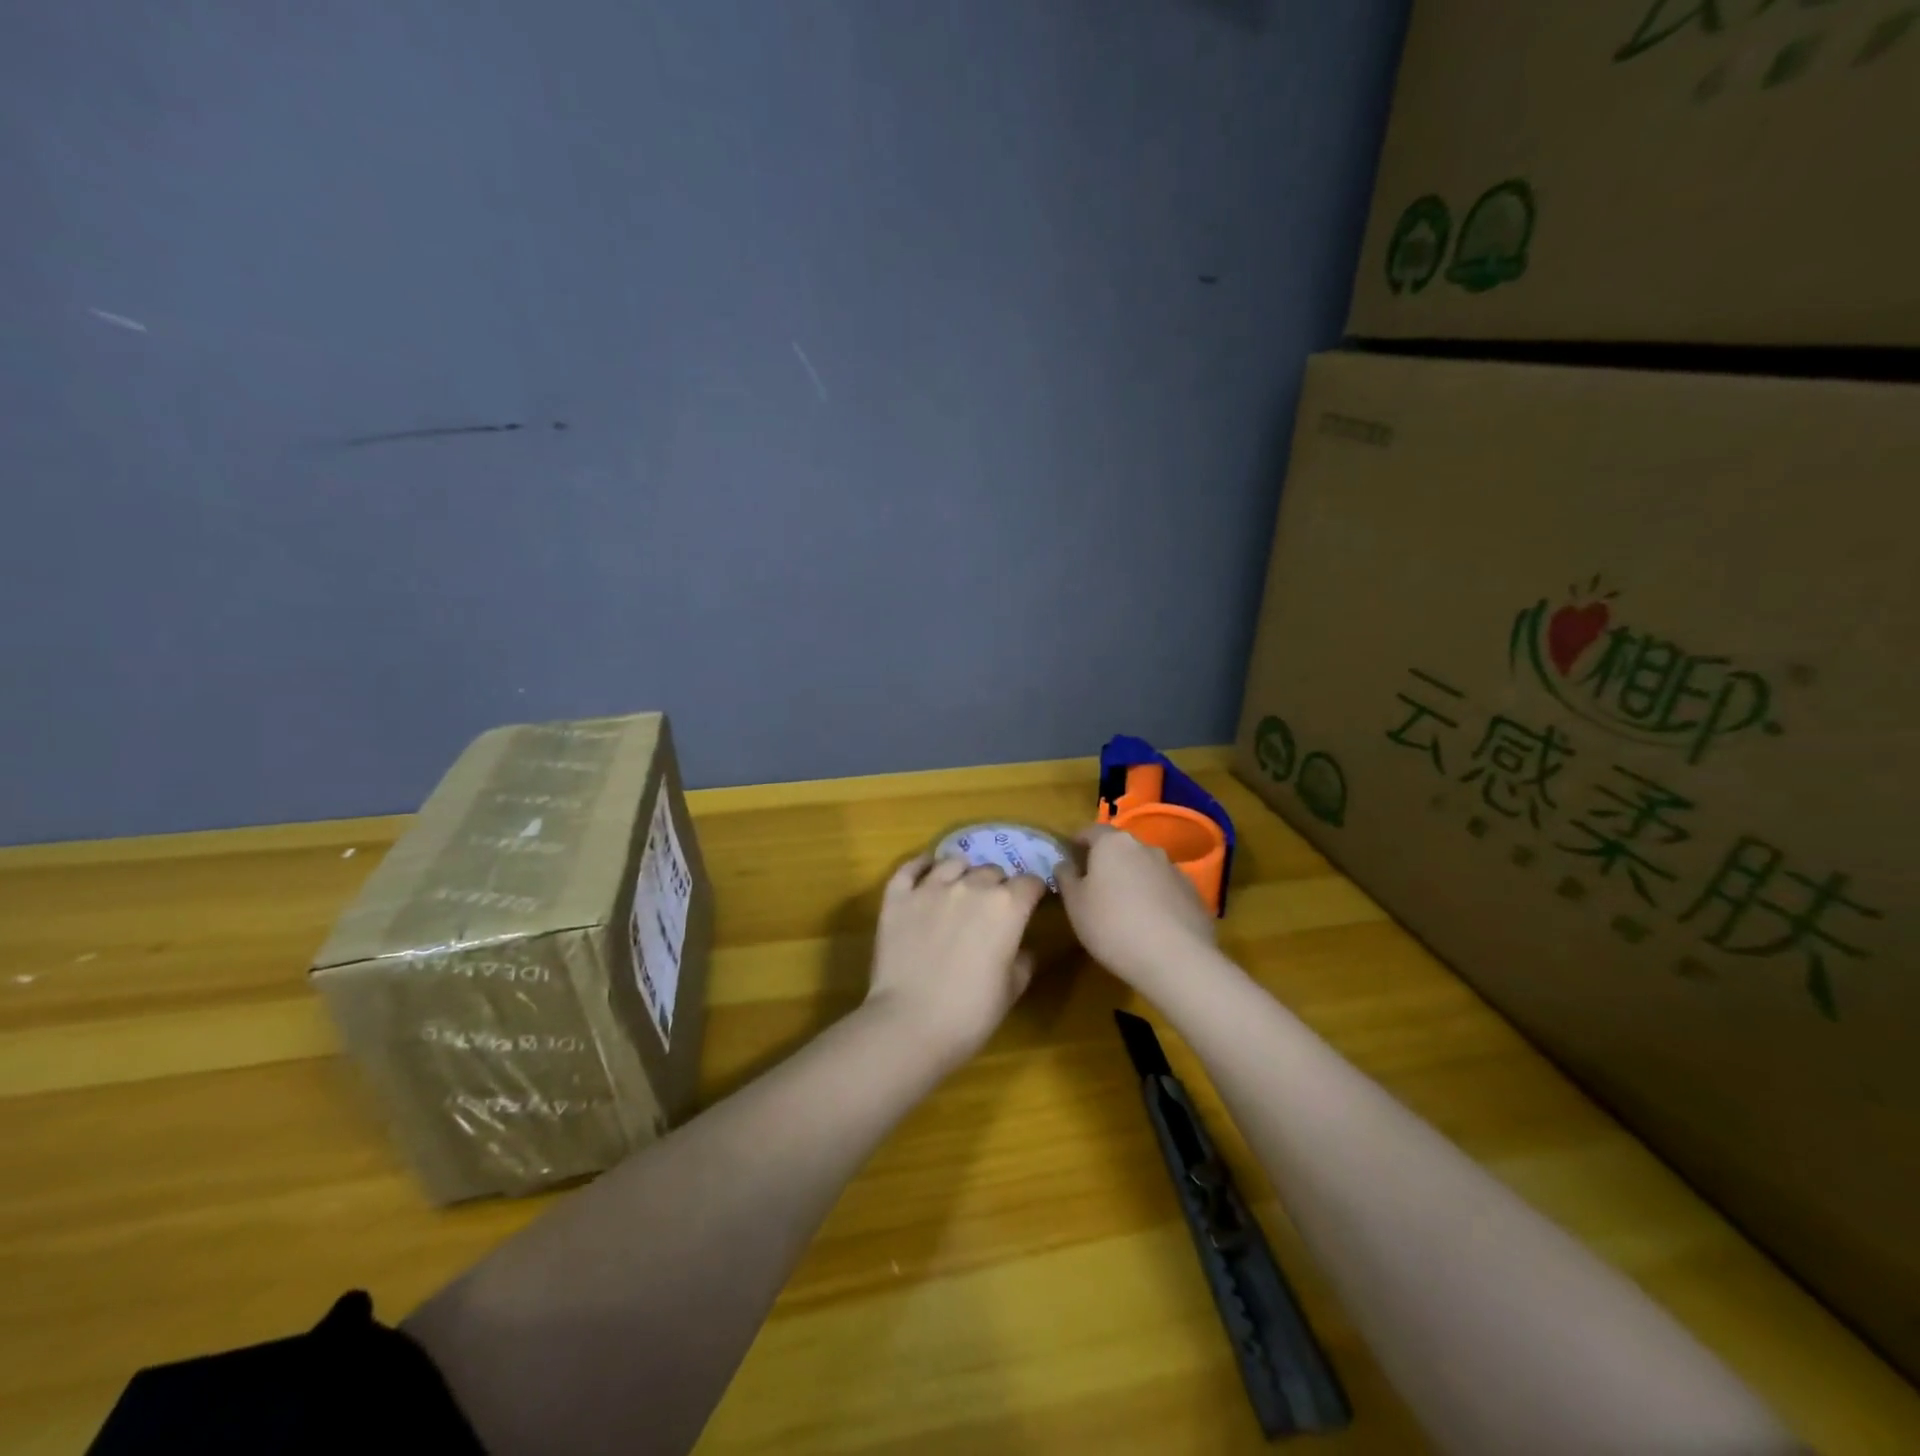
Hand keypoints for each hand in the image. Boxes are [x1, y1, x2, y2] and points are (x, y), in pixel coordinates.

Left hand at [864, 854, 1047, 1066]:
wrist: (910, 1024)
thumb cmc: (970, 1012)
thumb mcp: (1012, 990)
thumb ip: (1023, 960)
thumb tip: (1022, 947)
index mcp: (1007, 907)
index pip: (1029, 883)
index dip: (1032, 893)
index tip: (1030, 905)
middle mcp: (971, 886)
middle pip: (992, 871)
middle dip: (997, 885)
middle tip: (992, 908)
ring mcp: (931, 887)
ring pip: (954, 862)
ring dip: (963, 873)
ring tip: (960, 888)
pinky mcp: (898, 897)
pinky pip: (910, 867)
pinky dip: (921, 865)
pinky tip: (926, 869)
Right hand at [1054, 824, 1217, 995]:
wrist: (1175, 958)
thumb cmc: (1112, 925)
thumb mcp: (1075, 904)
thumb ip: (1066, 877)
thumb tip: (1065, 863)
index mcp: (1113, 844)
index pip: (1090, 831)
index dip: (1077, 842)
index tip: (1069, 858)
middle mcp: (1145, 847)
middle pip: (1120, 848)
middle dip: (1106, 862)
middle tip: (1094, 886)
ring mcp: (1174, 869)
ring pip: (1144, 868)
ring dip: (1132, 880)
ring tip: (1124, 908)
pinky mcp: (1193, 893)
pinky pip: (1165, 889)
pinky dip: (1155, 898)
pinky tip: (1150, 924)